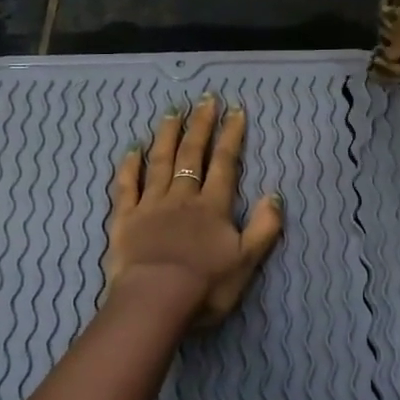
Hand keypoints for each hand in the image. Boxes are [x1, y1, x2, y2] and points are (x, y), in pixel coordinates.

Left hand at [104, 94, 284, 328]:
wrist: (156, 299)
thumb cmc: (205, 285)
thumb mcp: (247, 261)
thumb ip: (264, 227)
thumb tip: (274, 195)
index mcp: (213, 206)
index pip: (225, 164)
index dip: (231, 137)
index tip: (235, 111)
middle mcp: (183, 197)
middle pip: (192, 155)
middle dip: (201, 126)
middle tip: (205, 99)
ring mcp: (151, 204)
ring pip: (160, 162)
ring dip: (168, 136)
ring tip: (172, 112)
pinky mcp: (125, 218)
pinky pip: (127, 185)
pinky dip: (130, 166)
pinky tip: (132, 149)